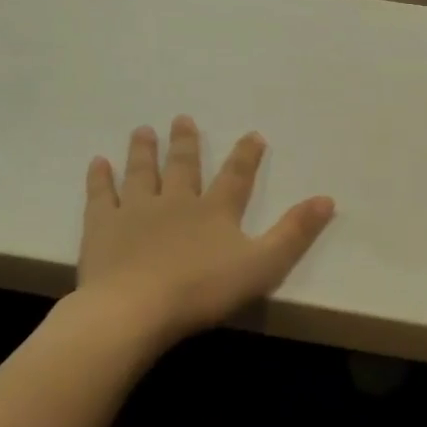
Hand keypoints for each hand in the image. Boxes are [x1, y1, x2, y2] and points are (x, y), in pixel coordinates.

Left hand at [73, 117, 334, 354]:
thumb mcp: (263, 264)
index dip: (246, 155)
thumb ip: (294, 232)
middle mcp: (176, 201)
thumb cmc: (204, 289)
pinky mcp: (102, 227)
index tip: (252, 134)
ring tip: (143, 130)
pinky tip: (98, 163)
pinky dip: (100, 178)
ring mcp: (135, 211)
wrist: (136, 308)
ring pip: (142, 173)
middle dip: (186, 142)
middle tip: (182, 118)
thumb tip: (327, 198)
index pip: (236, 176)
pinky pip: (101, 195)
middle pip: (183, 166)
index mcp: (216, 211)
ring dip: (144, 151)